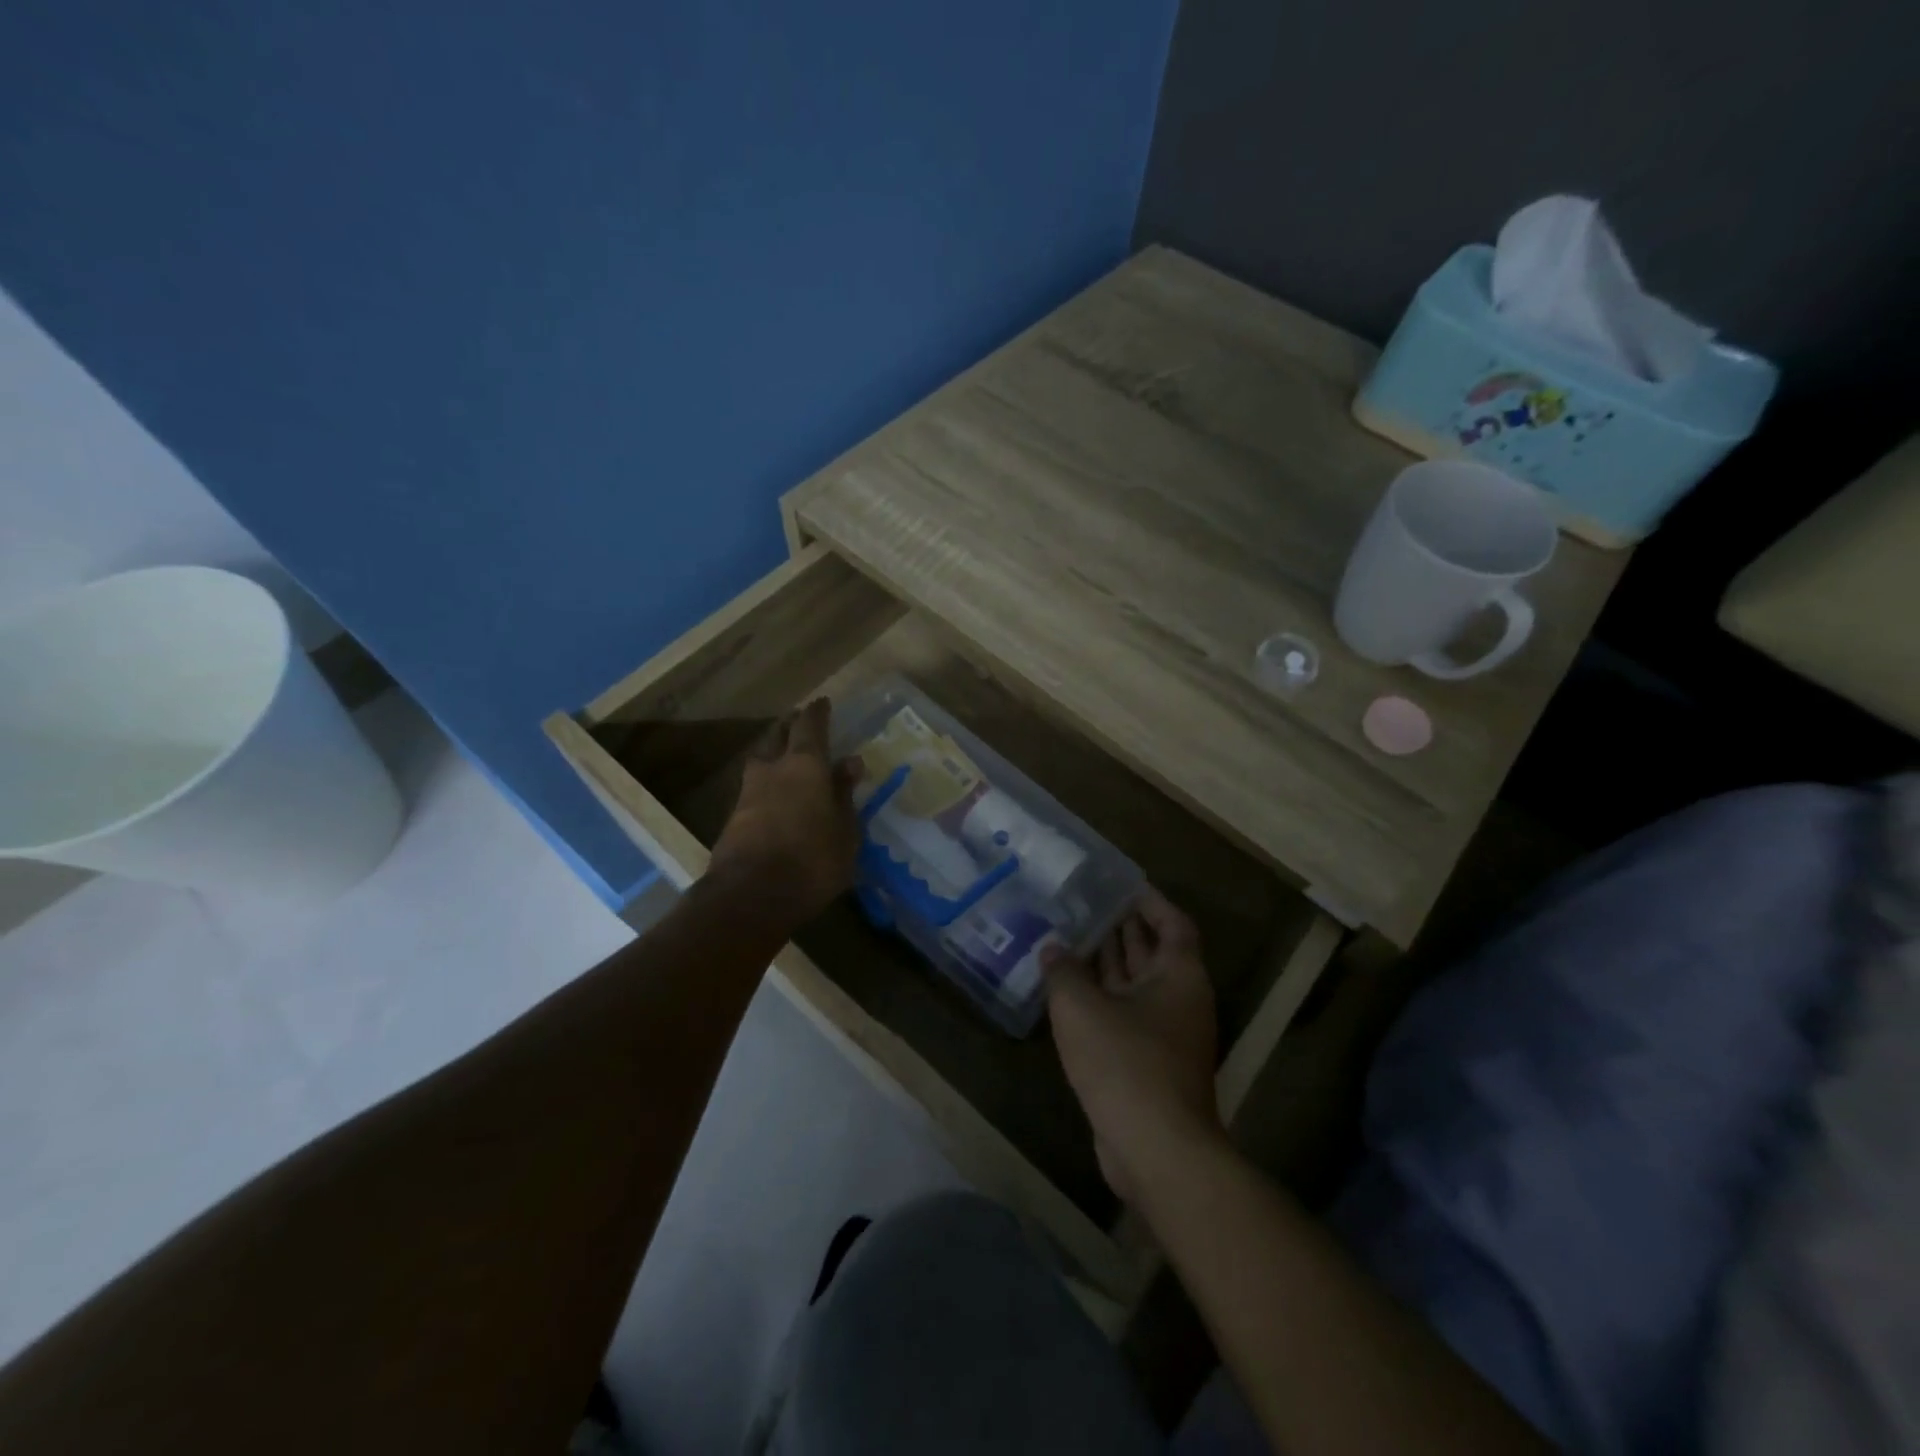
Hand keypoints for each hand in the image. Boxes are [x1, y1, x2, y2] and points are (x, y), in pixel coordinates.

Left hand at [708, 699, 860, 927]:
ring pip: (761, 760)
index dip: (818, 713)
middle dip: (791, 726)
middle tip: (800, 723)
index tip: (823, 702)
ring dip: (773, 753)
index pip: (811, 726)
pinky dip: (767, 783)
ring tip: (786, 757)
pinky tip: (775, 796)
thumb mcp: (845, 830)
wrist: (750, 896)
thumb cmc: (812, 860)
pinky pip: (754, 788)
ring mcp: (748, 793)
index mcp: (805, 765)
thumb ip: (845, 794)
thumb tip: (851, 762)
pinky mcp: (733, 818)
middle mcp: (773, 769)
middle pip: (779, 736)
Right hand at [1044, 887, 1221, 1203]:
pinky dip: (1102, 999)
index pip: (1173, 923)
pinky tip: (1069, 993)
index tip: (1120, 885)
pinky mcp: (1149, 1064)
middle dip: (1122, 929)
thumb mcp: (1082, 1007)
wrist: (1155, 1149)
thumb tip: (1053, 948)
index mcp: (1179, 975)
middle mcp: (1180, 1000)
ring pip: (1137, 986)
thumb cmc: (1125, 1062)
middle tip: (1085, 905)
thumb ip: (1064, 971)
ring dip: (1108, 964)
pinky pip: (1126, 1016)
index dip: (1149, 901)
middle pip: (1154, 952)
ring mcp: (1167, 1035)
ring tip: (1071, 937)